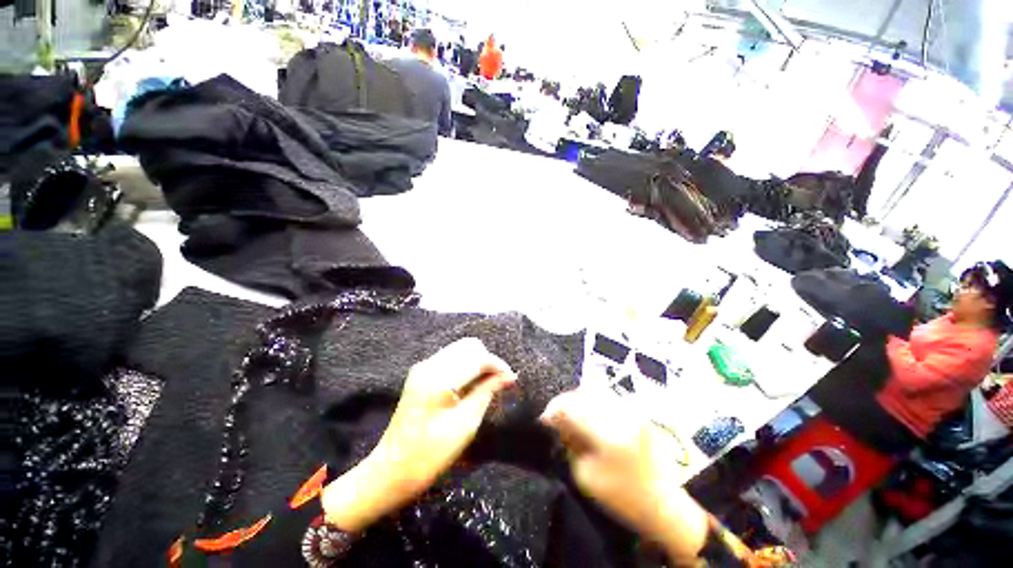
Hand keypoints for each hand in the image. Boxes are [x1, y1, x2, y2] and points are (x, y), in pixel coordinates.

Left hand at [322, 338, 515, 530]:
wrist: (392, 469)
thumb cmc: (431, 454)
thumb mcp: (465, 424)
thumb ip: (487, 392)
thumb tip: (508, 376)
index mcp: (439, 379)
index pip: (477, 357)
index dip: (498, 365)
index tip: (511, 379)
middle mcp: (430, 365)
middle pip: (469, 345)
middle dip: (487, 360)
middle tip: (498, 382)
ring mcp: (423, 367)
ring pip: (460, 349)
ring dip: (477, 361)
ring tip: (487, 383)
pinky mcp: (421, 372)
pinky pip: (450, 358)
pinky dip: (465, 365)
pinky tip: (470, 384)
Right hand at [540, 389, 708, 562]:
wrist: (664, 504)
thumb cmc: (621, 497)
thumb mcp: (586, 475)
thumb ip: (570, 442)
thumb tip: (556, 420)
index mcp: (608, 434)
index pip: (571, 407)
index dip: (553, 410)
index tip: (544, 420)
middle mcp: (621, 414)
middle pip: (582, 394)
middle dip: (564, 403)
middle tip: (555, 418)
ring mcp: (632, 410)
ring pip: (595, 391)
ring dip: (578, 399)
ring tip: (570, 415)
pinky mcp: (637, 411)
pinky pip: (607, 396)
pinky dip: (592, 400)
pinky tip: (587, 411)